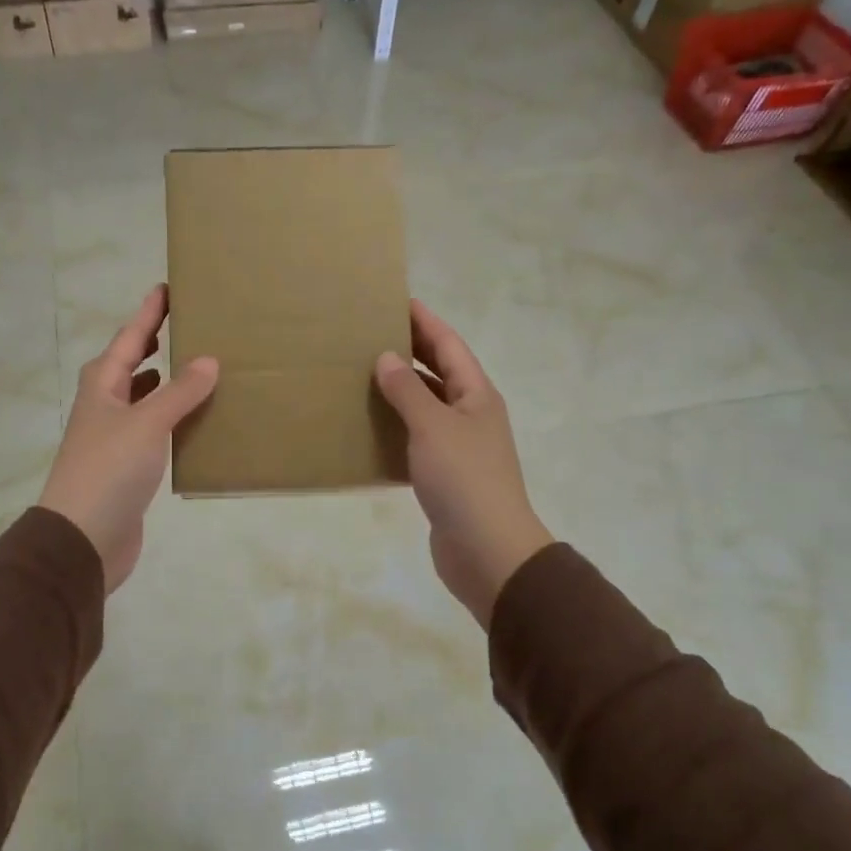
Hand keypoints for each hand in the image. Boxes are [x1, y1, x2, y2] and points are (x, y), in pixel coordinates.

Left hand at [39, 285, 218, 592]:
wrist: (83, 538)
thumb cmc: (109, 470)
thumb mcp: (146, 424)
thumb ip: (178, 392)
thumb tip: (208, 359)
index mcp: (102, 386)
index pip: (130, 338)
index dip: (149, 313)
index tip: (168, 287)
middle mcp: (105, 406)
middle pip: (130, 365)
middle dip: (154, 344)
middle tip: (185, 324)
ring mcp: (114, 438)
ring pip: (142, 398)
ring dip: (165, 382)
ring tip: (196, 367)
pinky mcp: (128, 467)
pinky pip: (153, 430)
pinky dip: (171, 419)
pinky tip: (194, 422)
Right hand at [374, 300, 553, 628]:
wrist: (486, 550)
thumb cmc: (464, 479)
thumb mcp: (433, 427)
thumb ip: (408, 391)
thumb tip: (386, 358)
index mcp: (476, 395)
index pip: (449, 345)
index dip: (425, 322)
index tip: (397, 300)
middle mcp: (471, 415)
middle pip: (439, 373)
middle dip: (411, 352)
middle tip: (371, 333)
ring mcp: (459, 447)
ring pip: (426, 407)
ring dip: (400, 391)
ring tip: (363, 375)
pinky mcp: (444, 476)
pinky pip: (417, 439)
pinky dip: (396, 428)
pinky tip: (369, 427)